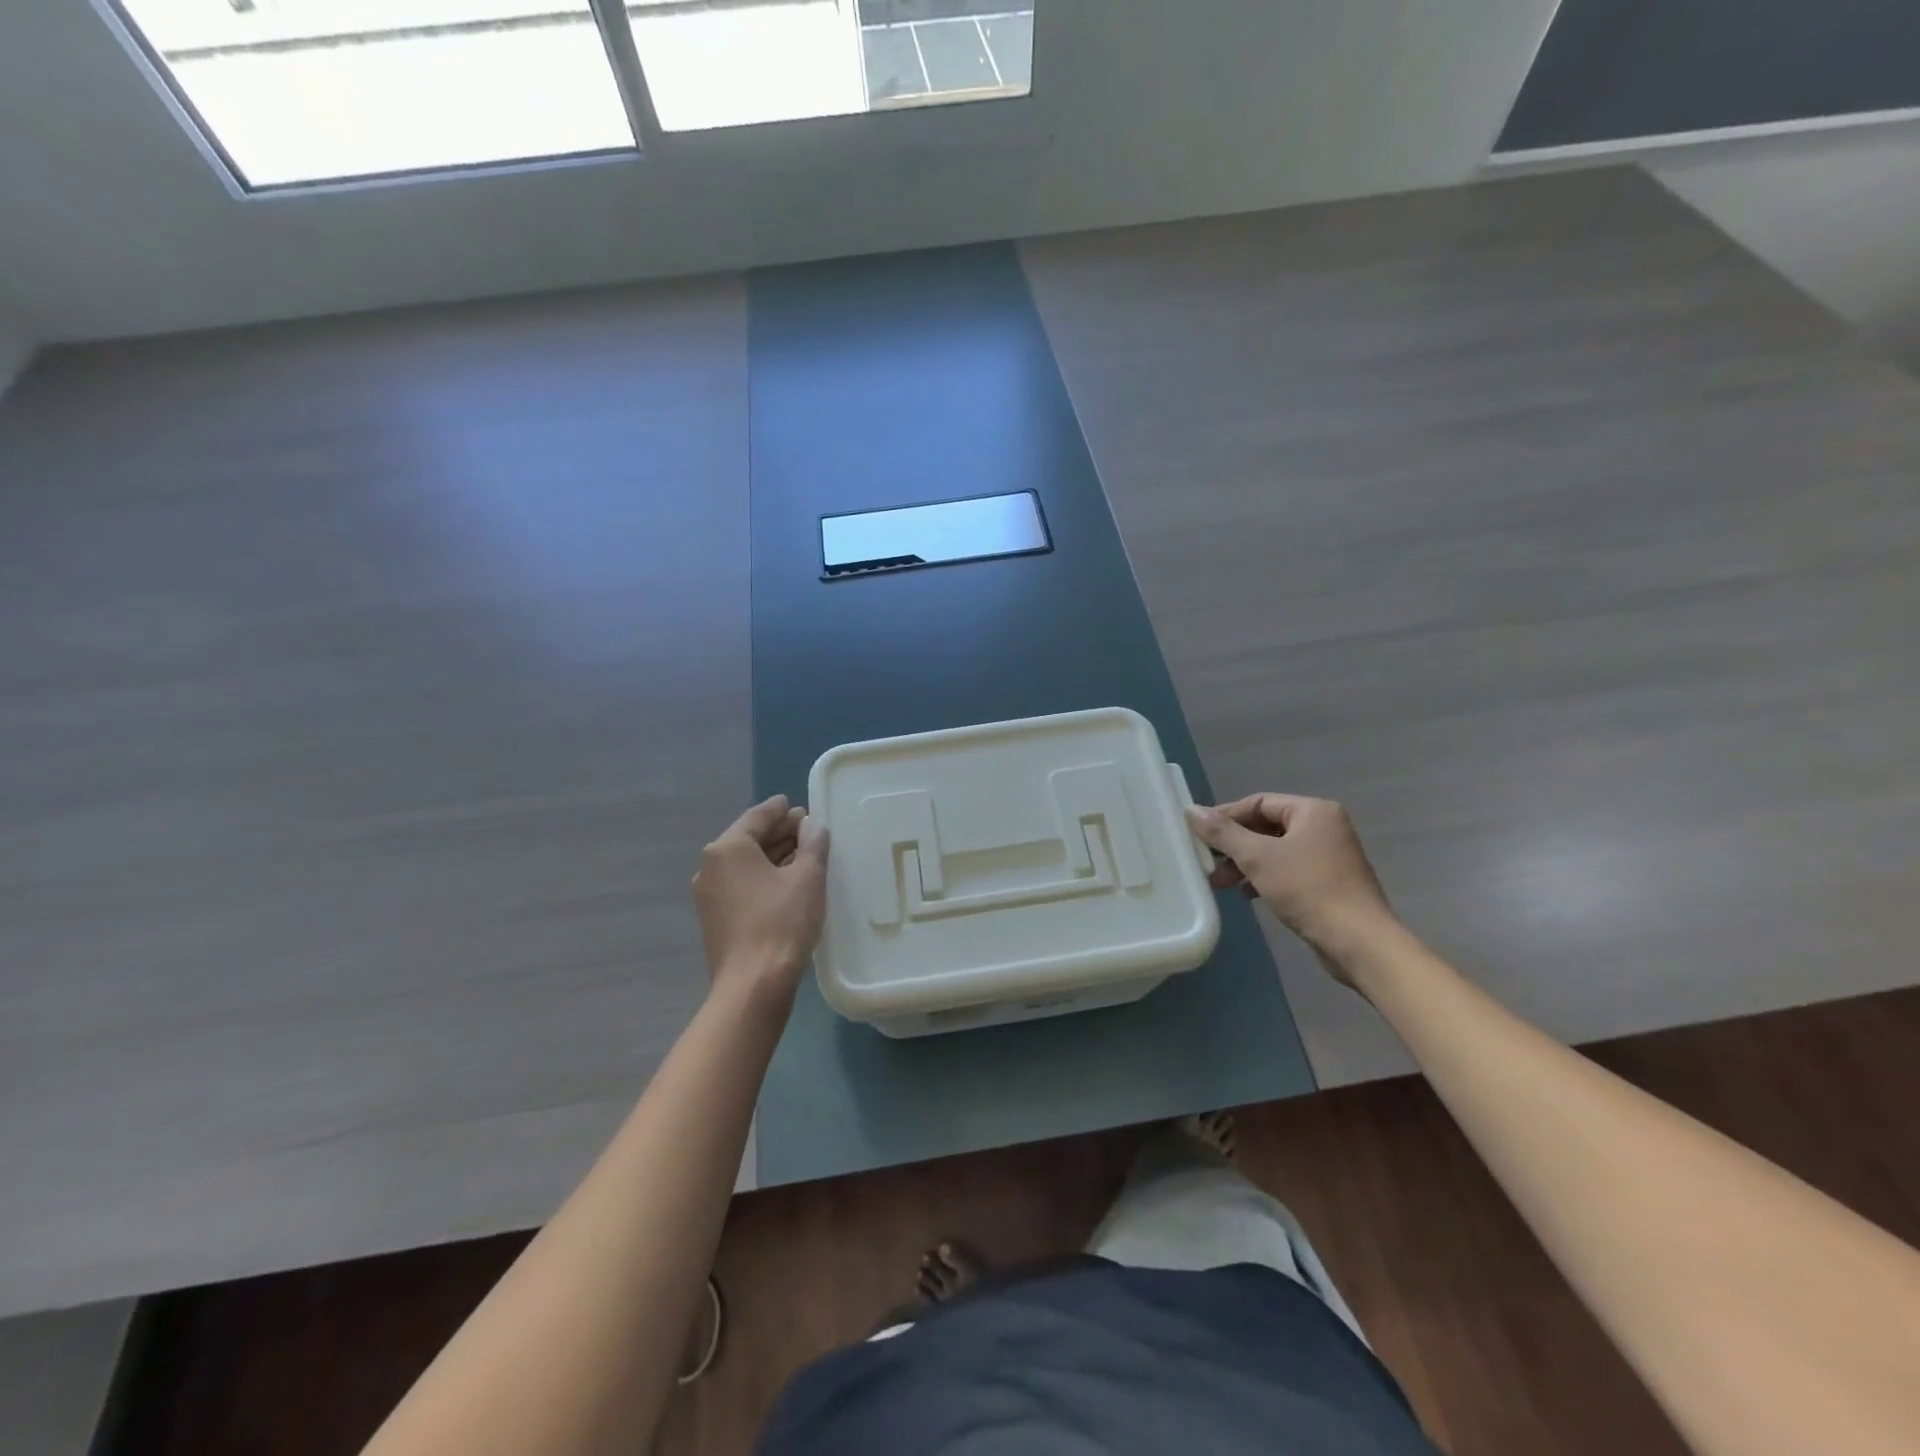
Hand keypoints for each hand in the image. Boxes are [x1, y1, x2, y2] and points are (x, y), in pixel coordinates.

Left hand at [692, 795, 829, 1012]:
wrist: (753, 984)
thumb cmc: (782, 922)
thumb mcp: (808, 878)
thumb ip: (813, 845)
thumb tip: (814, 826)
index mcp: (728, 849)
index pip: (757, 817)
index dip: (780, 810)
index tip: (796, 805)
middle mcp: (710, 866)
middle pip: (748, 839)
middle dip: (778, 833)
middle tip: (807, 829)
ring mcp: (708, 895)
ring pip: (744, 864)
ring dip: (773, 856)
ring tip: (803, 854)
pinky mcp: (715, 919)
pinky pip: (740, 885)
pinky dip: (762, 877)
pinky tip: (786, 883)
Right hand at [1186, 794, 1393, 972]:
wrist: (1359, 942)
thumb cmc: (1307, 890)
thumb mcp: (1257, 858)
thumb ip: (1223, 833)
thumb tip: (1191, 810)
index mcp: (1313, 811)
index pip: (1258, 802)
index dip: (1225, 816)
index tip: (1199, 834)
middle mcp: (1324, 827)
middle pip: (1265, 826)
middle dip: (1233, 845)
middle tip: (1206, 862)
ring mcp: (1330, 855)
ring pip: (1275, 850)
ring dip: (1245, 864)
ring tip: (1220, 882)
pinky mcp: (1329, 882)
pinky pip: (1288, 870)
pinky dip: (1264, 878)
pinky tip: (1246, 895)